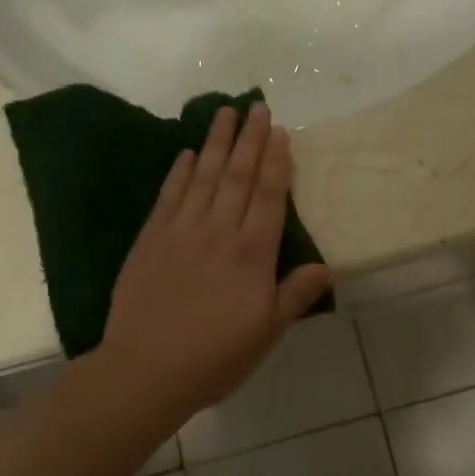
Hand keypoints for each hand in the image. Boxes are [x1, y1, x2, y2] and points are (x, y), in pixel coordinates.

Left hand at [104, 104, 331, 418]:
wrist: (146, 369)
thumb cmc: (215, 357)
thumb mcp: (267, 333)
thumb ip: (295, 294)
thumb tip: (328, 267)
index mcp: (252, 254)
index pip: (269, 196)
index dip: (276, 161)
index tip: (280, 131)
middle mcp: (220, 231)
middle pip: (239, 175)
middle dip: (250, 139)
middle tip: (257, 106)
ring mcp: (182, 230)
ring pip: (205, 176)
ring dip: (218, 142)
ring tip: (226, 112)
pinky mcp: (152, 238)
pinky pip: (170, 195)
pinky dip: (180, 171)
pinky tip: (188, 152)